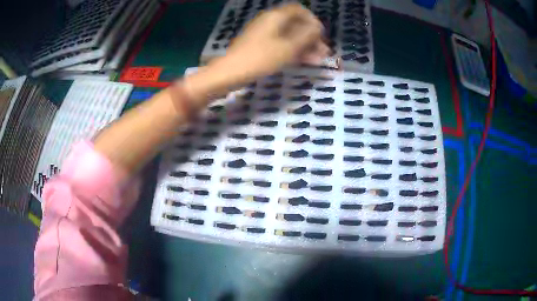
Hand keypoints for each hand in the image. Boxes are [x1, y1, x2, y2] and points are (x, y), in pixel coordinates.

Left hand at [212, 3, 328, 84]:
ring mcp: (264, 34)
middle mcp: (270, 21)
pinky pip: (280, 44)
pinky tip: (304, 61)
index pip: (299, 10)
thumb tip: (317, 27)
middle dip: (311, 37)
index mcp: (276, 16)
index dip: (312, 20)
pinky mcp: (260, 45)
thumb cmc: (261, 57)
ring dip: (304, 46)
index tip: (321, 35)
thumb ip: (306, 35)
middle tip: (324, 52)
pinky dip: (293, 50)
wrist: (231, 72)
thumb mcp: (288, 47)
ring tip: (318, 60)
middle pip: (295, 24)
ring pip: (289, 36)